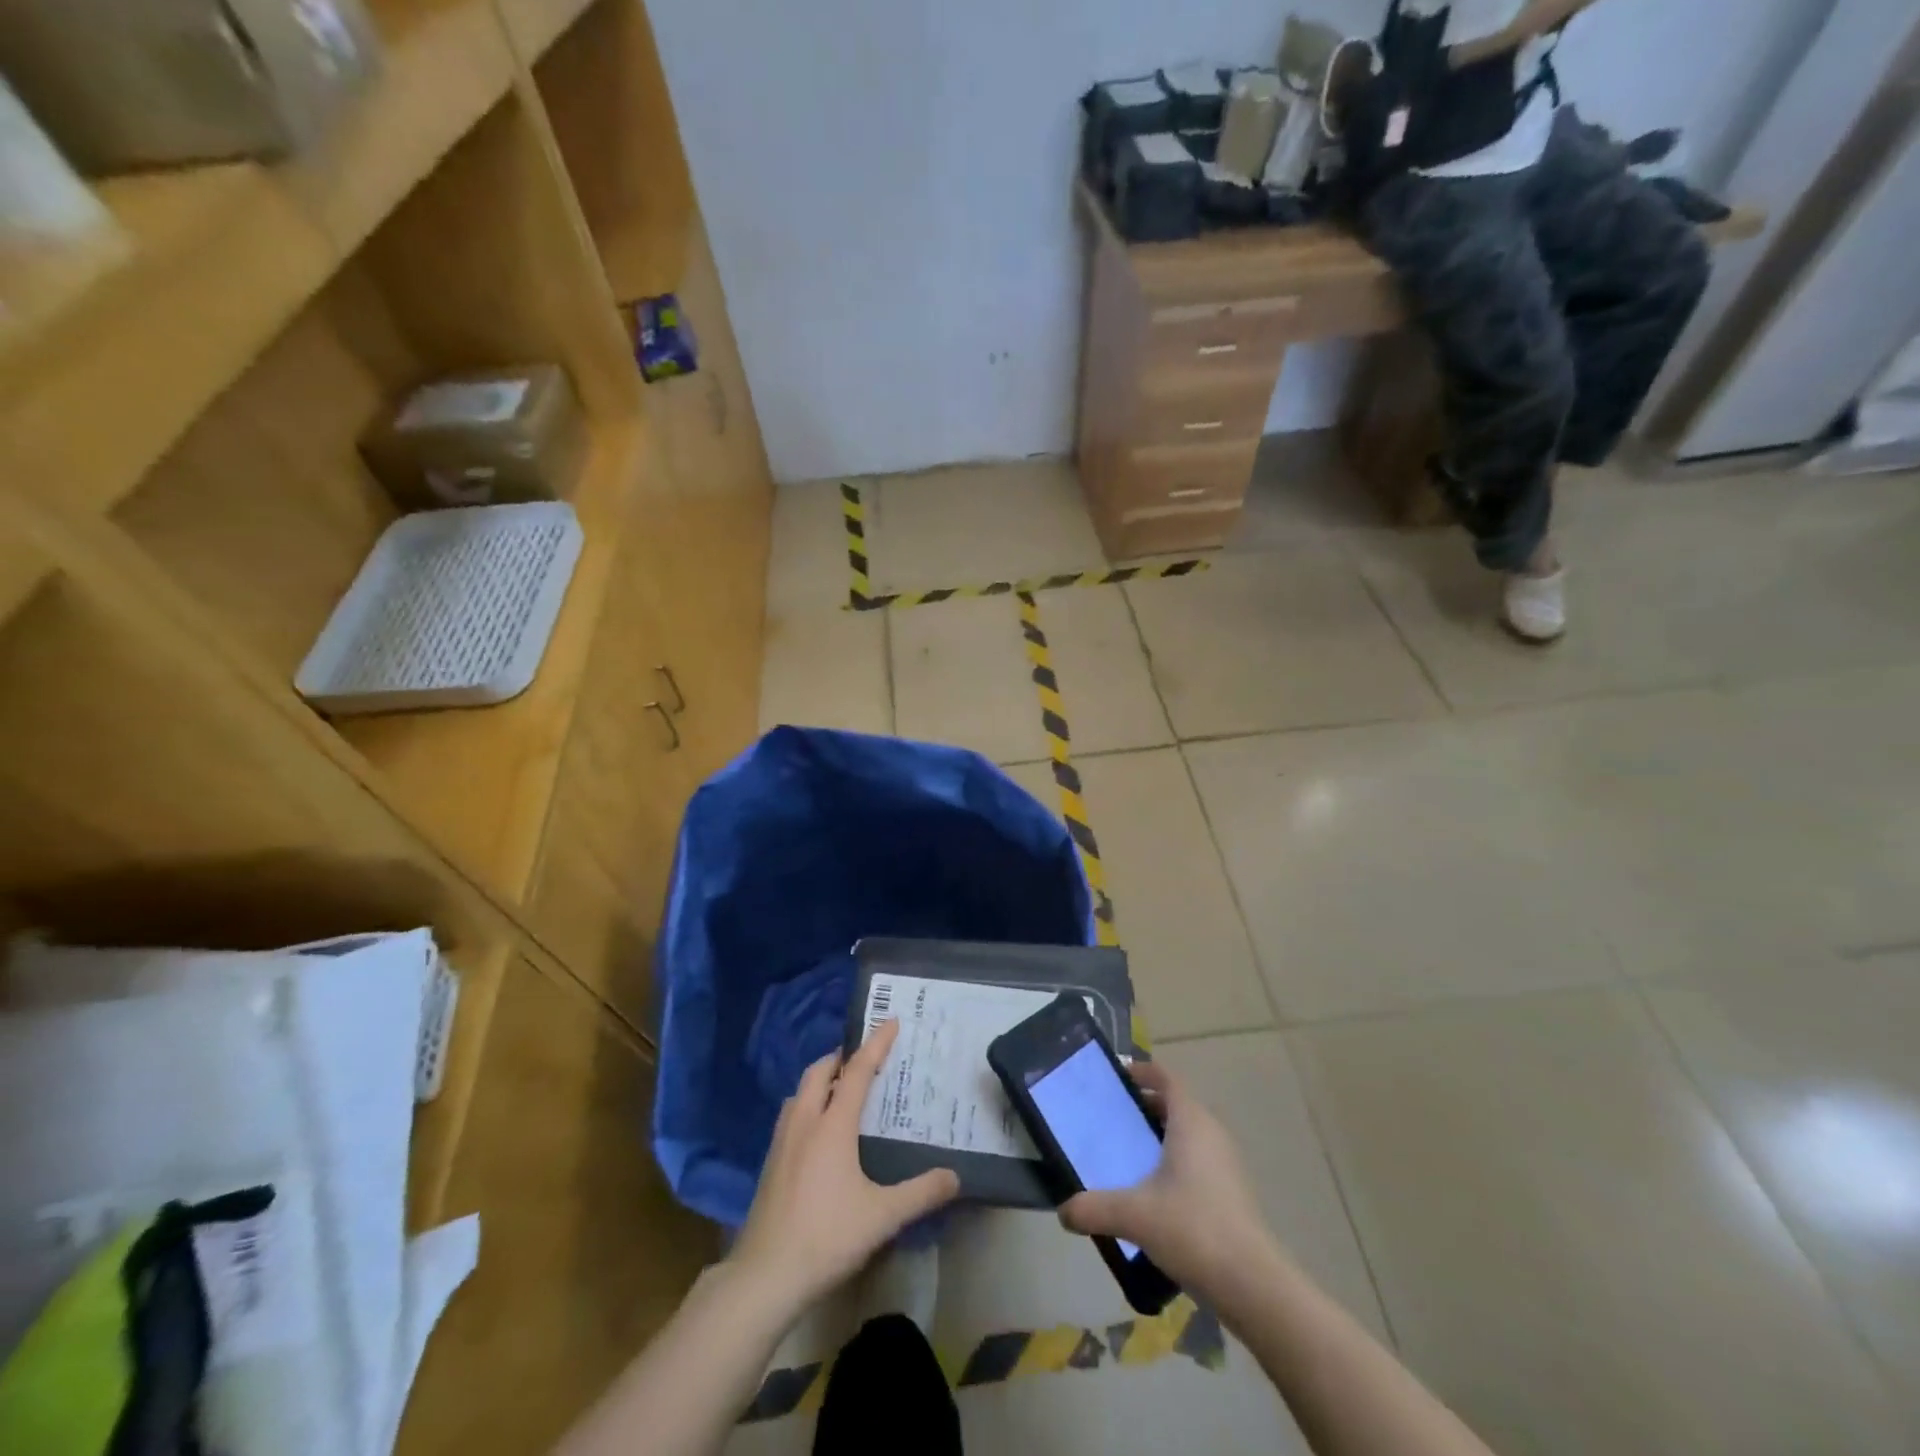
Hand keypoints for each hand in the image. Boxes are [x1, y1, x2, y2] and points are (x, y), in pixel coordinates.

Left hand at [729, 1021, 959, 1314]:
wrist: (764, 1277)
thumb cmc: (826, 1237)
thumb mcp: (882, 1216)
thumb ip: (921, 1193)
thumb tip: (955, 1176)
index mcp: (832, 1125)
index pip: (858, 1071)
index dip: (876, 1044)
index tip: (891, 1021)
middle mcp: (805, 1122)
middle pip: (820, 1071)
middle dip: (842, 1057)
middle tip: (865, 1058)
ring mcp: (781, 1141)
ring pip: (800, 1092)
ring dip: (821, 1080)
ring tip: (842, 1090)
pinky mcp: (769, 1163)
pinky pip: (791, 1115)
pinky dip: (808, 1105)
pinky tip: (818, 1132)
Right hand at [1057, 1060, 1275, 1295]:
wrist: (1253, 1285)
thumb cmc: (1192, 1229)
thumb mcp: (1134, 1215)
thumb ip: (1094, 1208)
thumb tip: (1062, 1210)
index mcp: (1191, 1121)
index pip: (1166, 1078)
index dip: (1141, 1072)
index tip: (1114, 1079)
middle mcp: (1211, 1133)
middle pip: (1175, 1104)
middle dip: (1144, 1106)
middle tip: (1110, 1119)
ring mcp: (1225, 1163)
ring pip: (1187, 1134)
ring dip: (1159, 1137)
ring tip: (1126, 1155)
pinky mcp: (1231, 1192)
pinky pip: (1197, 1160)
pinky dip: (1173, 1162)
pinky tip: (1152, 1193)